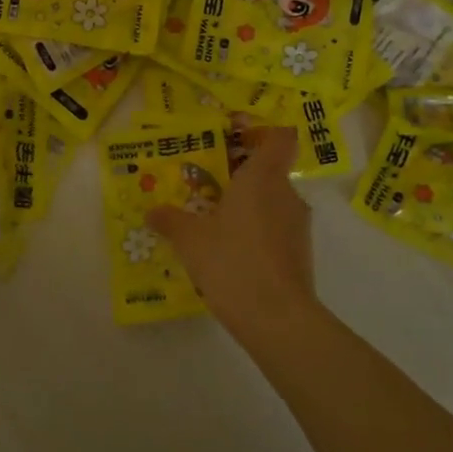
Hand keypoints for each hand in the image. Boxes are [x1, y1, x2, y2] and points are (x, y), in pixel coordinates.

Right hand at [147, 127, 320, 336]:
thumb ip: (170, 220)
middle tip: (206, 185)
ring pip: (271, 201)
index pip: (279, 137)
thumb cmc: (232, 261)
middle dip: (240, 175)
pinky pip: (275, 229)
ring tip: (213, 223)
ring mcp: (297, 225)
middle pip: (269, 170)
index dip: (262, 133)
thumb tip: (152, 211)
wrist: (276, 318)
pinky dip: (255, 233)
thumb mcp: (190, 239)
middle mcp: (285, 193)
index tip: (235, 141)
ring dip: (247, 206)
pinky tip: (230, 253)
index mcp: (262, 177)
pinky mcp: (299, 253)